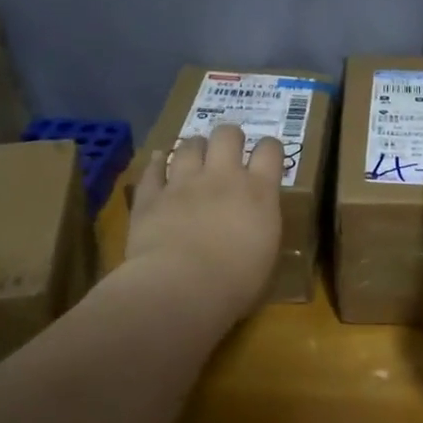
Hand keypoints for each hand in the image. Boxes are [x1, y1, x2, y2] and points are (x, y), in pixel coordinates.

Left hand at [125, 124, 283, 324]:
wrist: (181, 288)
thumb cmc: (236, 283)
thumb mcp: (266, 254)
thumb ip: (262, 226)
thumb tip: (256, 222)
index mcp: (258, 192)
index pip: (270, 151)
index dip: (270, 148)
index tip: (268, 156)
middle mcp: (222, 177)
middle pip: (227, 135)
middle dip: (230, 137)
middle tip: (229, 151)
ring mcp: (183, 183)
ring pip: (190, 145)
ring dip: (195, 147)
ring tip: (195, 156)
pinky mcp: (151, 196)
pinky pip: (153, 168)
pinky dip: (158, 163)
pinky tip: (160, 161)